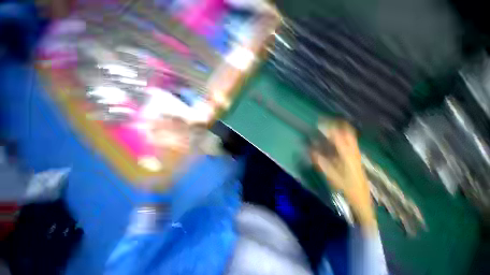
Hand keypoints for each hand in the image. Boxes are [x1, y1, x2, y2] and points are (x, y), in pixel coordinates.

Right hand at [310, 120, 376, 231]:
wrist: (362, 199)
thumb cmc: (346, 188)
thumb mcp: (331, 176)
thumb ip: (321, 162)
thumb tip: (312, 150)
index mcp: (348, 156)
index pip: (339, 137)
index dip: (330, 128)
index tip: (321, 122)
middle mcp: (354, 152)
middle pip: (348, 134)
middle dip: (338, 125)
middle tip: (327, 122)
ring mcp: (357, 154)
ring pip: (351, 138)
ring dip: (341, 130)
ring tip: (331, 127)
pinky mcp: (357, 158)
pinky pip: (351, 143)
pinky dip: (344, 138)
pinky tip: (337, 140)